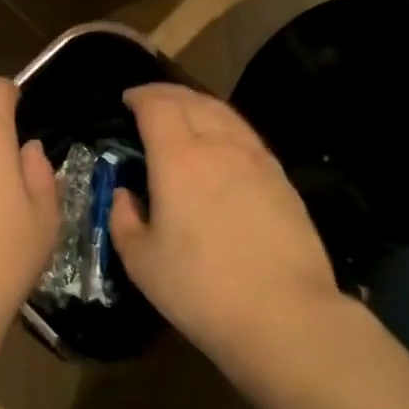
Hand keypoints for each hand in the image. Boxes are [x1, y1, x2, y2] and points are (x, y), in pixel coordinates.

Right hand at [110, 83, 346, 364]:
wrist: (285, 314)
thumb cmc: (201, 289)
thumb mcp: (142, 262)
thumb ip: (124, 220)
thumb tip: (124, 195)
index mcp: (178, 158)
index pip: (157, 106)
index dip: (140, 97)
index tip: (127, 100)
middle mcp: (218, 145)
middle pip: (191, 100)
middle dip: (166, 94)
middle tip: (150, 101)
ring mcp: (256, 159)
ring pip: (224, 112)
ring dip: (198, 103)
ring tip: (184, 111)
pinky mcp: (281, 177)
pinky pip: (246, 134)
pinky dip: (224, 124)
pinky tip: (221, 142)